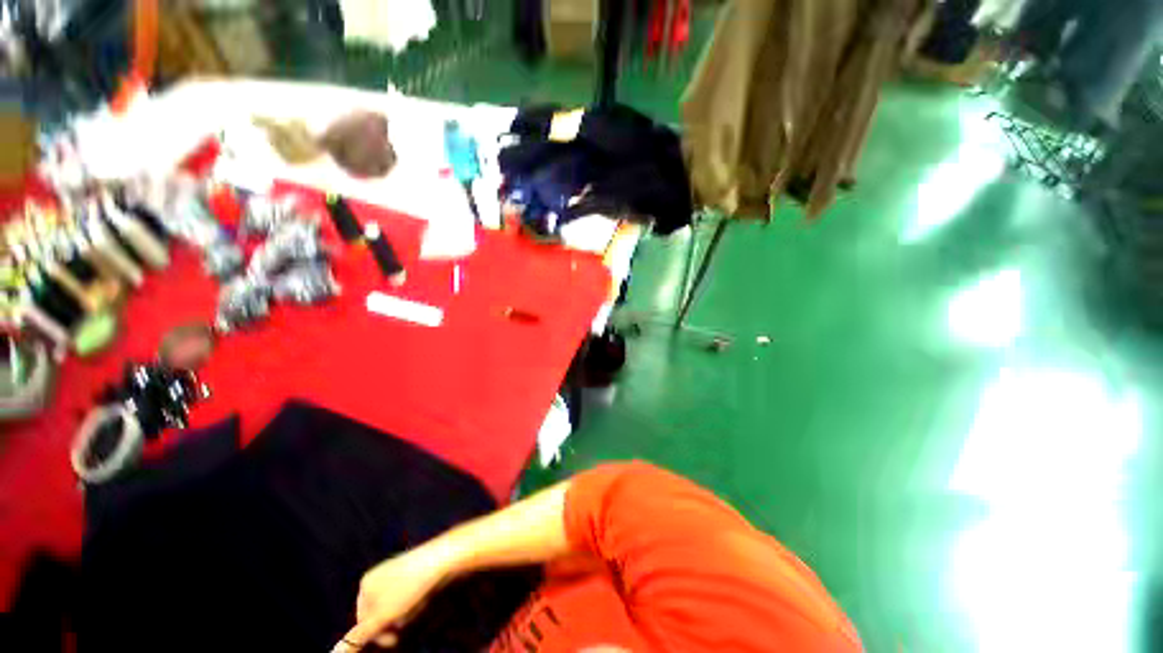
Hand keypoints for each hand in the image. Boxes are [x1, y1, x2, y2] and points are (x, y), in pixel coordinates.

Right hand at [333, 544, 452, 651]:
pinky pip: (409, 596)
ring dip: (405, 614)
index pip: (362, 623)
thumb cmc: (409, 587)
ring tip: (419, 603)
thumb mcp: (382, 617)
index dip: (379, 634)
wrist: (443, 558)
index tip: (395, 637)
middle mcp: (379, 575)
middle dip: (392, 623)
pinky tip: (426, 595)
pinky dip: (415, 602)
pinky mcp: (414, 569)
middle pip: (379, 614)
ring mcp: (397, 570)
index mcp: (366, 583)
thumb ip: (358, 637)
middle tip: (409, 617)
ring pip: (395, 607)